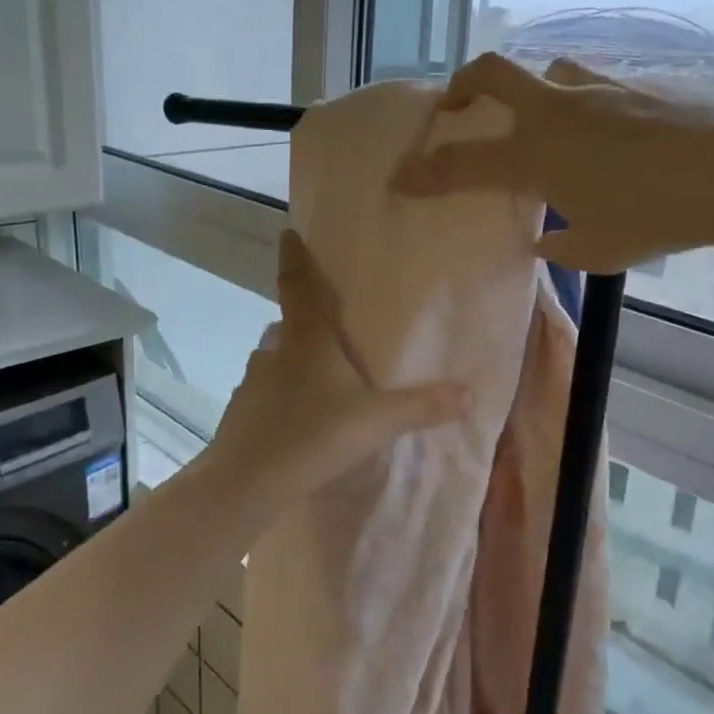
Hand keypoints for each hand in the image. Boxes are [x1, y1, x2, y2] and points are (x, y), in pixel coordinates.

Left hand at [205, 230, 468, 506]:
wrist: (247, 481)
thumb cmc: (314, 435)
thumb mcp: (377, 421)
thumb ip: (422, 406)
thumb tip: (470, 393)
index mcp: (308, 340)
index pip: (298, 285)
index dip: (294, 257)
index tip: (287, 232)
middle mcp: (276, 351)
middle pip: (287, 322)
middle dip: (304, 319)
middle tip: (328, 327)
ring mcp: (254, 381)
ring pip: (275, 358)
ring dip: (292, 359)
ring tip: (318, 378)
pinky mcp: (242, 410)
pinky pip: (265, 391)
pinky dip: (280, 394)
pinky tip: (297, 417)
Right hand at [392, 53, 713, 272]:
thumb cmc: (660, 216)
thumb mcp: (600, 250)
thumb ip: (561, 244)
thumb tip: (544, 239)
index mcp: (536, 156)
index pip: (461, 164)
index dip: (424, 173)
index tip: (400, 179)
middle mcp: (555, 111)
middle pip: (489, 73)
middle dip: (459, 88)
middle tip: (453, 111)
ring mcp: (595, 89)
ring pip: (541, 73)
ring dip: (525, 93)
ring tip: (538, 127)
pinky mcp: (633, 83)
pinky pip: (587, 85)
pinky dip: (576, 105)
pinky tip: (602, 134)